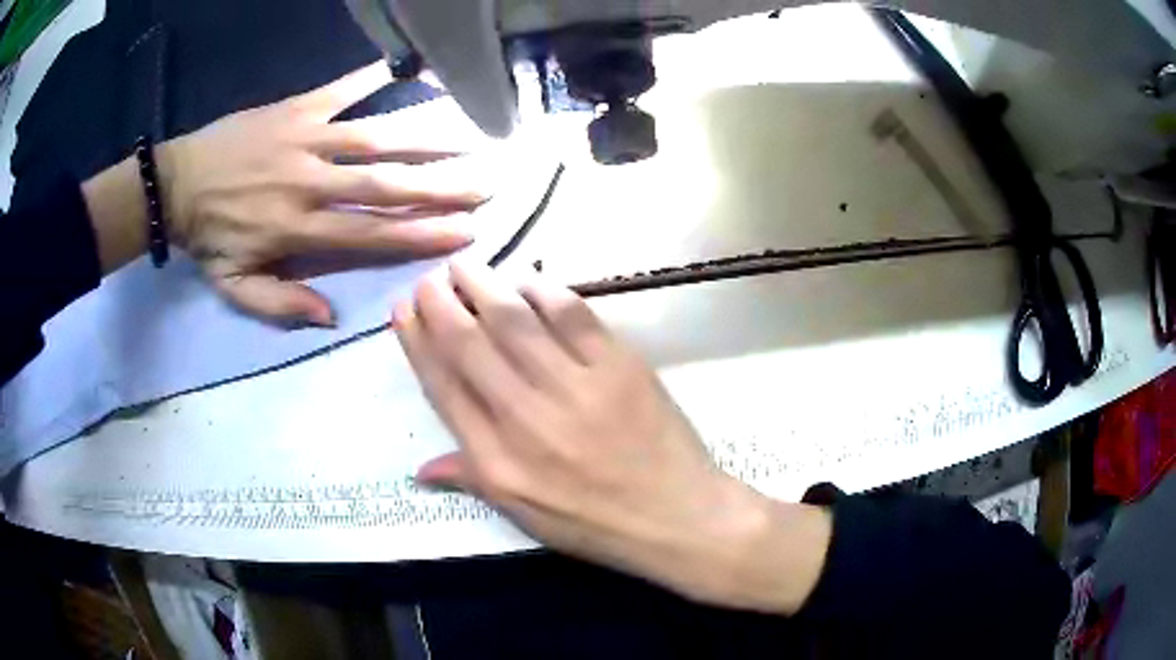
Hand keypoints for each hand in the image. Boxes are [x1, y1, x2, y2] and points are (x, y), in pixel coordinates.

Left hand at [158, 63, 485, 324]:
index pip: (371, 234)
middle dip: (441, 186)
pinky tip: (410, 66)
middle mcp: (310, 183)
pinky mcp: (297, 108)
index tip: (466, 231)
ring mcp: (305, 139)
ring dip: (426, 134)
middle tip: (488, 184)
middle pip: (386, 184)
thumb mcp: (234, 287)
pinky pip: (342, 90)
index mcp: (298, 230)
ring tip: (470, 132)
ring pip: (376, 136)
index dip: (421, 234)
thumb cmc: (208, 238)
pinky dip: (376, 77)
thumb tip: (330, 318)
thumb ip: (280, 305)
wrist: (175, 184)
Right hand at [392, 259, 831, 613]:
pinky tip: (527, 279)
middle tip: (428, 277)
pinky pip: (574, 317)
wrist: (675, 517)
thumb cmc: (595, 523)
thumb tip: (418, 469)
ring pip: (515, 322)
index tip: (403, 309)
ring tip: (465, 265)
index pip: (443, 387)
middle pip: (470, 346)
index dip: (418, 342)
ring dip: (485, 286)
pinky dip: (545, 291)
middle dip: (441, 304)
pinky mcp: (619, 367)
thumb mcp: (524, 516)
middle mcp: (526, 418)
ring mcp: (575, 388)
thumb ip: (470, 480)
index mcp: (497, 460)